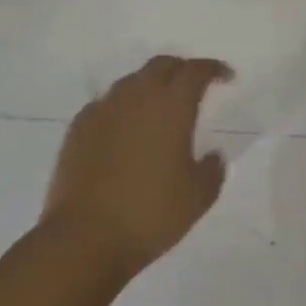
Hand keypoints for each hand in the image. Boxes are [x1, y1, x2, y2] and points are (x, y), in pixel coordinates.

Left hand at [44, 56, 231, 277]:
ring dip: (150, 86)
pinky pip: (106, 104)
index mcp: (172, 105)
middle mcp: (138, 96)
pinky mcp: (78, 128)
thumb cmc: (150, 214)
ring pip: (132, 81)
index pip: (196, 70)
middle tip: (194, 86)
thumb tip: (212, 155)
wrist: (82, 239)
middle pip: (162, 65)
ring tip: (158, 107)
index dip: (214, 69)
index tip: (226, 77)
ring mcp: (104, 109)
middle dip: (182, 69)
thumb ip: (213, 170)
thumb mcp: (198, 197)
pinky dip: (122, 107)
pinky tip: (124, 128)